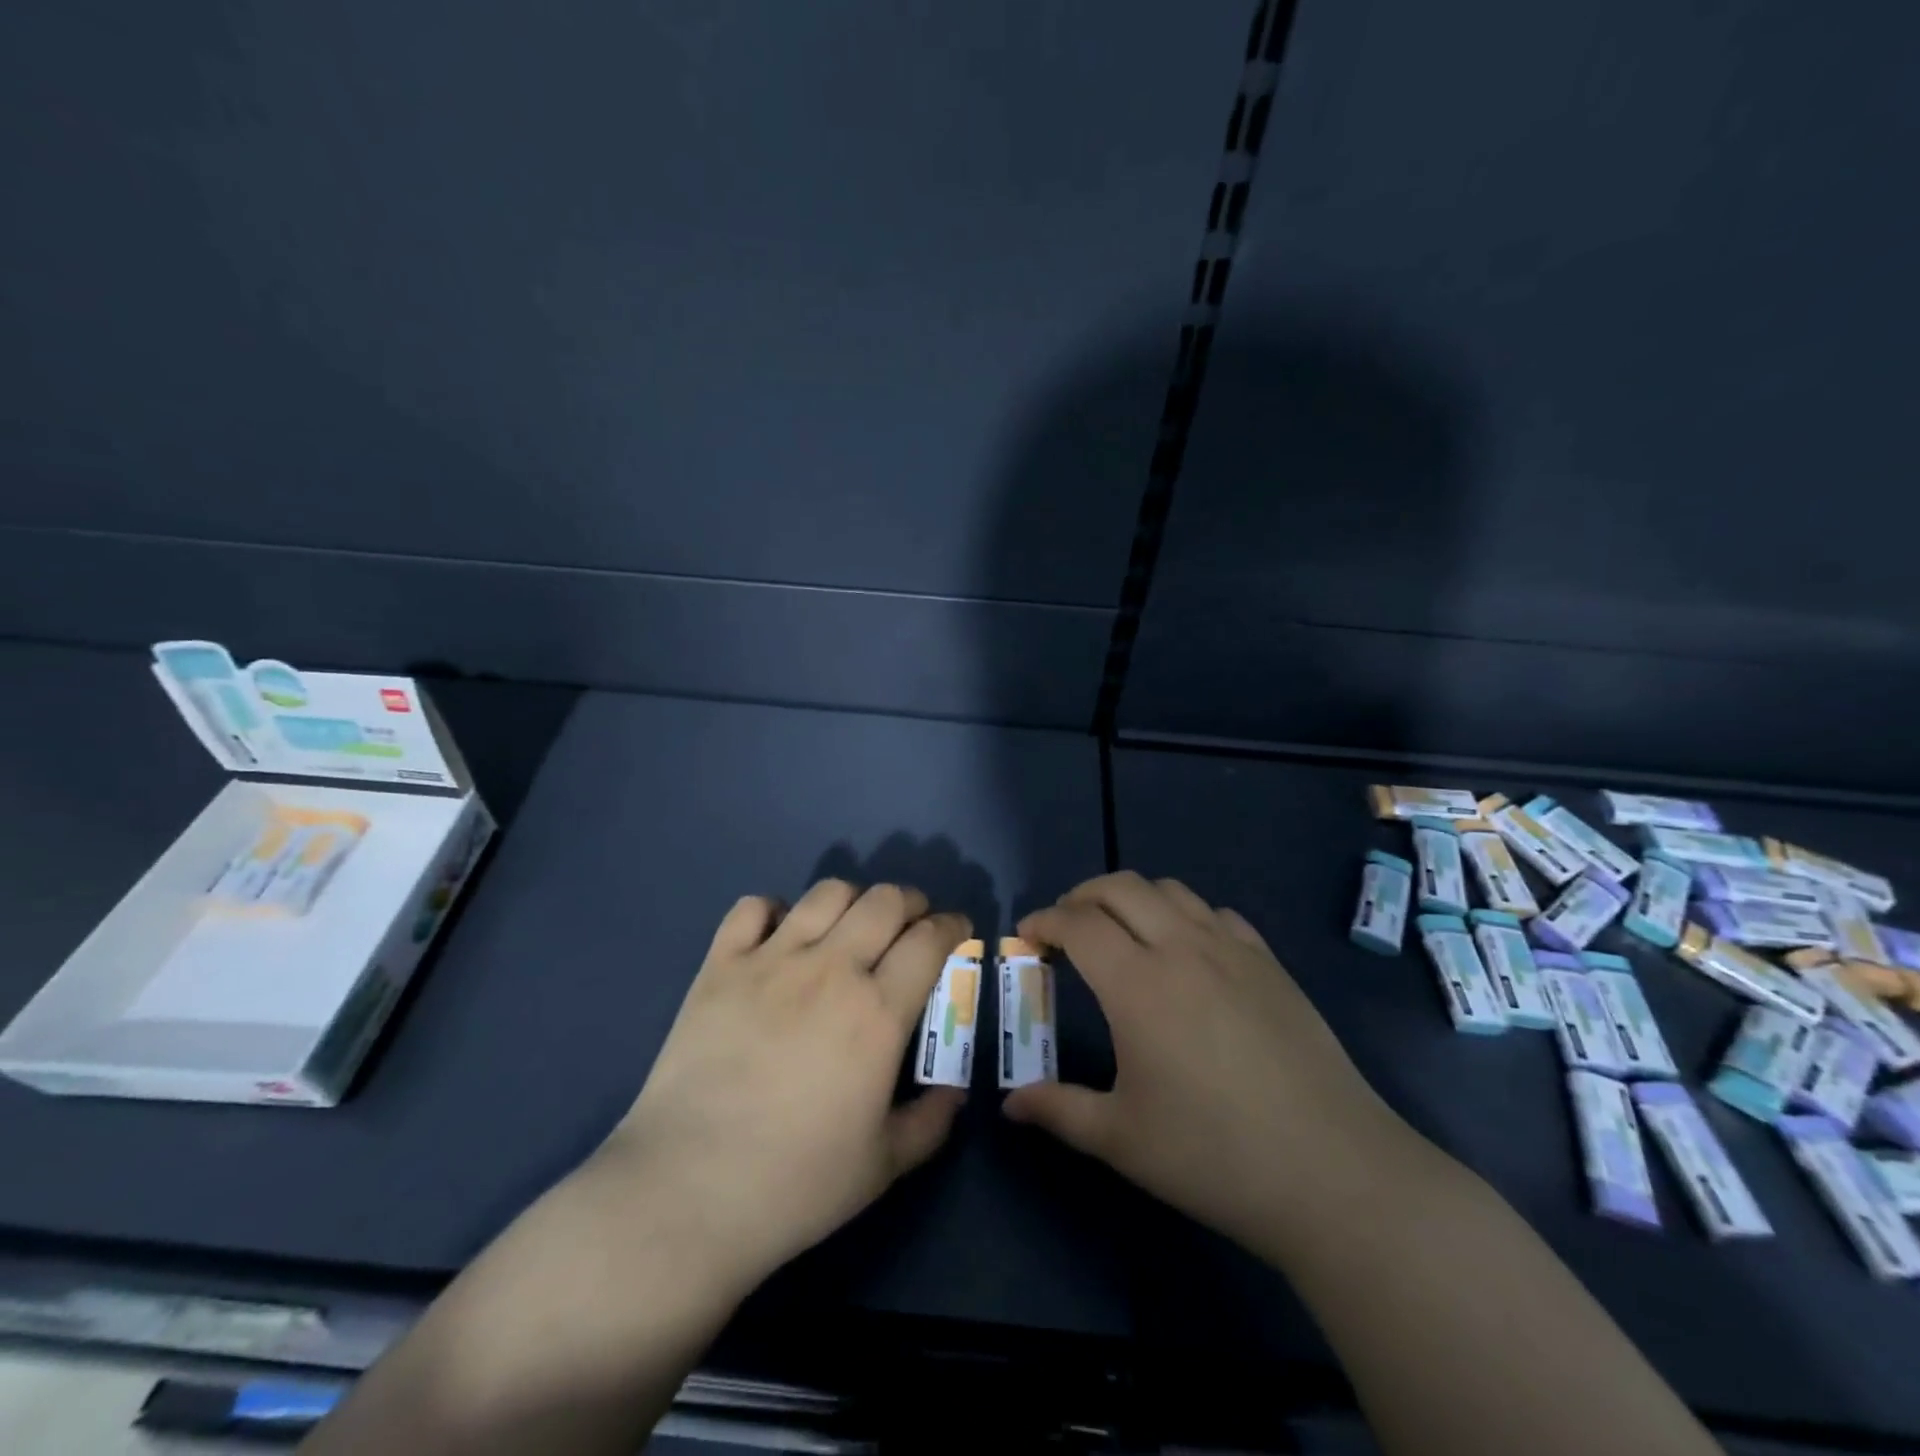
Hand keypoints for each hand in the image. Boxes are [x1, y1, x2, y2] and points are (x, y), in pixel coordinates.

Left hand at [597, 881, 969, 1291]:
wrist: (686, 1191)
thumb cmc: (794, 1184)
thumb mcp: (884, 1165)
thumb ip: (932, 1120)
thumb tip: (955, 1089)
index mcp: (878, 1013)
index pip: (930, 940)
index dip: (952, 927)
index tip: (957, 932)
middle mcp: (831, 969)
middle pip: (885, 901)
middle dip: (911, 902)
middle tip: (912, 924)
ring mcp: (771, 960)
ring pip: (827, 893)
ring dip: (853, 898)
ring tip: (852, 924)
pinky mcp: (720, 965)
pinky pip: (753, 907)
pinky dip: (774, 910)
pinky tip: (780, 936)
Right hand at [1004, 872, 1409, 1252]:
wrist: (1333, 1172)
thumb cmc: (1214, 1155)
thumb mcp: (1122, 1139)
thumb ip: (1059, 1110)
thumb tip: (1012, 1104)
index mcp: (1137, 984)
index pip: (1078, 924)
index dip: (1044, 920)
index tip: (1027, 933)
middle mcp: (1181, 948)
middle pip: (1120, 887)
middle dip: (1081, 895)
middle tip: (1066, 927)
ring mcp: (1232, 951)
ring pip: (1170, 890)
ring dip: (1133, 898)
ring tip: (1121, 933)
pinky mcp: (1270, 964)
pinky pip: (1217, 914)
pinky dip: (1185, 916)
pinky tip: (1188, 952)